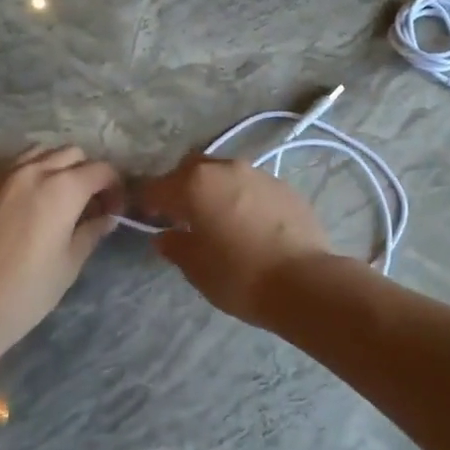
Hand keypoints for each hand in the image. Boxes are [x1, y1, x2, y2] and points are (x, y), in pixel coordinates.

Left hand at [0, 146, 119, 350]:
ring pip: (35, 154)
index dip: (114, 187)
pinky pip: (3, 172)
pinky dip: (19, 181)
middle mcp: (32, 171)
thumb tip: (105, 218)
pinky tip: (15, 210)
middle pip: (70, 153)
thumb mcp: (70, 263)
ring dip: (51, 168)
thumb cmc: (27, 290)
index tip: (112, 209)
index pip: (101, 170)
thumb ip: (91, 232)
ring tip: (50, 198)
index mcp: (63, 188)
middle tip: (84, 203)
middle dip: (84, 172)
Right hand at [139, 154, 335, 324]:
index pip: (158, 186)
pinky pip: (252, 186)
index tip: (146, 216)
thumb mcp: (197, 268)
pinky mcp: (285, 186)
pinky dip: (242, 198)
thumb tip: (165, 235)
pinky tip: (248, 223)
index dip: (148, 201)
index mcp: (196, 184)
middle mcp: (227, 168)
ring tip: (217, 219)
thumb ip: (175, 246)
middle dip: (182, 187)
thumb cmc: (239, 276)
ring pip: (226, 173)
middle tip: (181, 215)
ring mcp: (260, 174)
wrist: (303, 281)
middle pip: (193, 169)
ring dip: (215, 190)